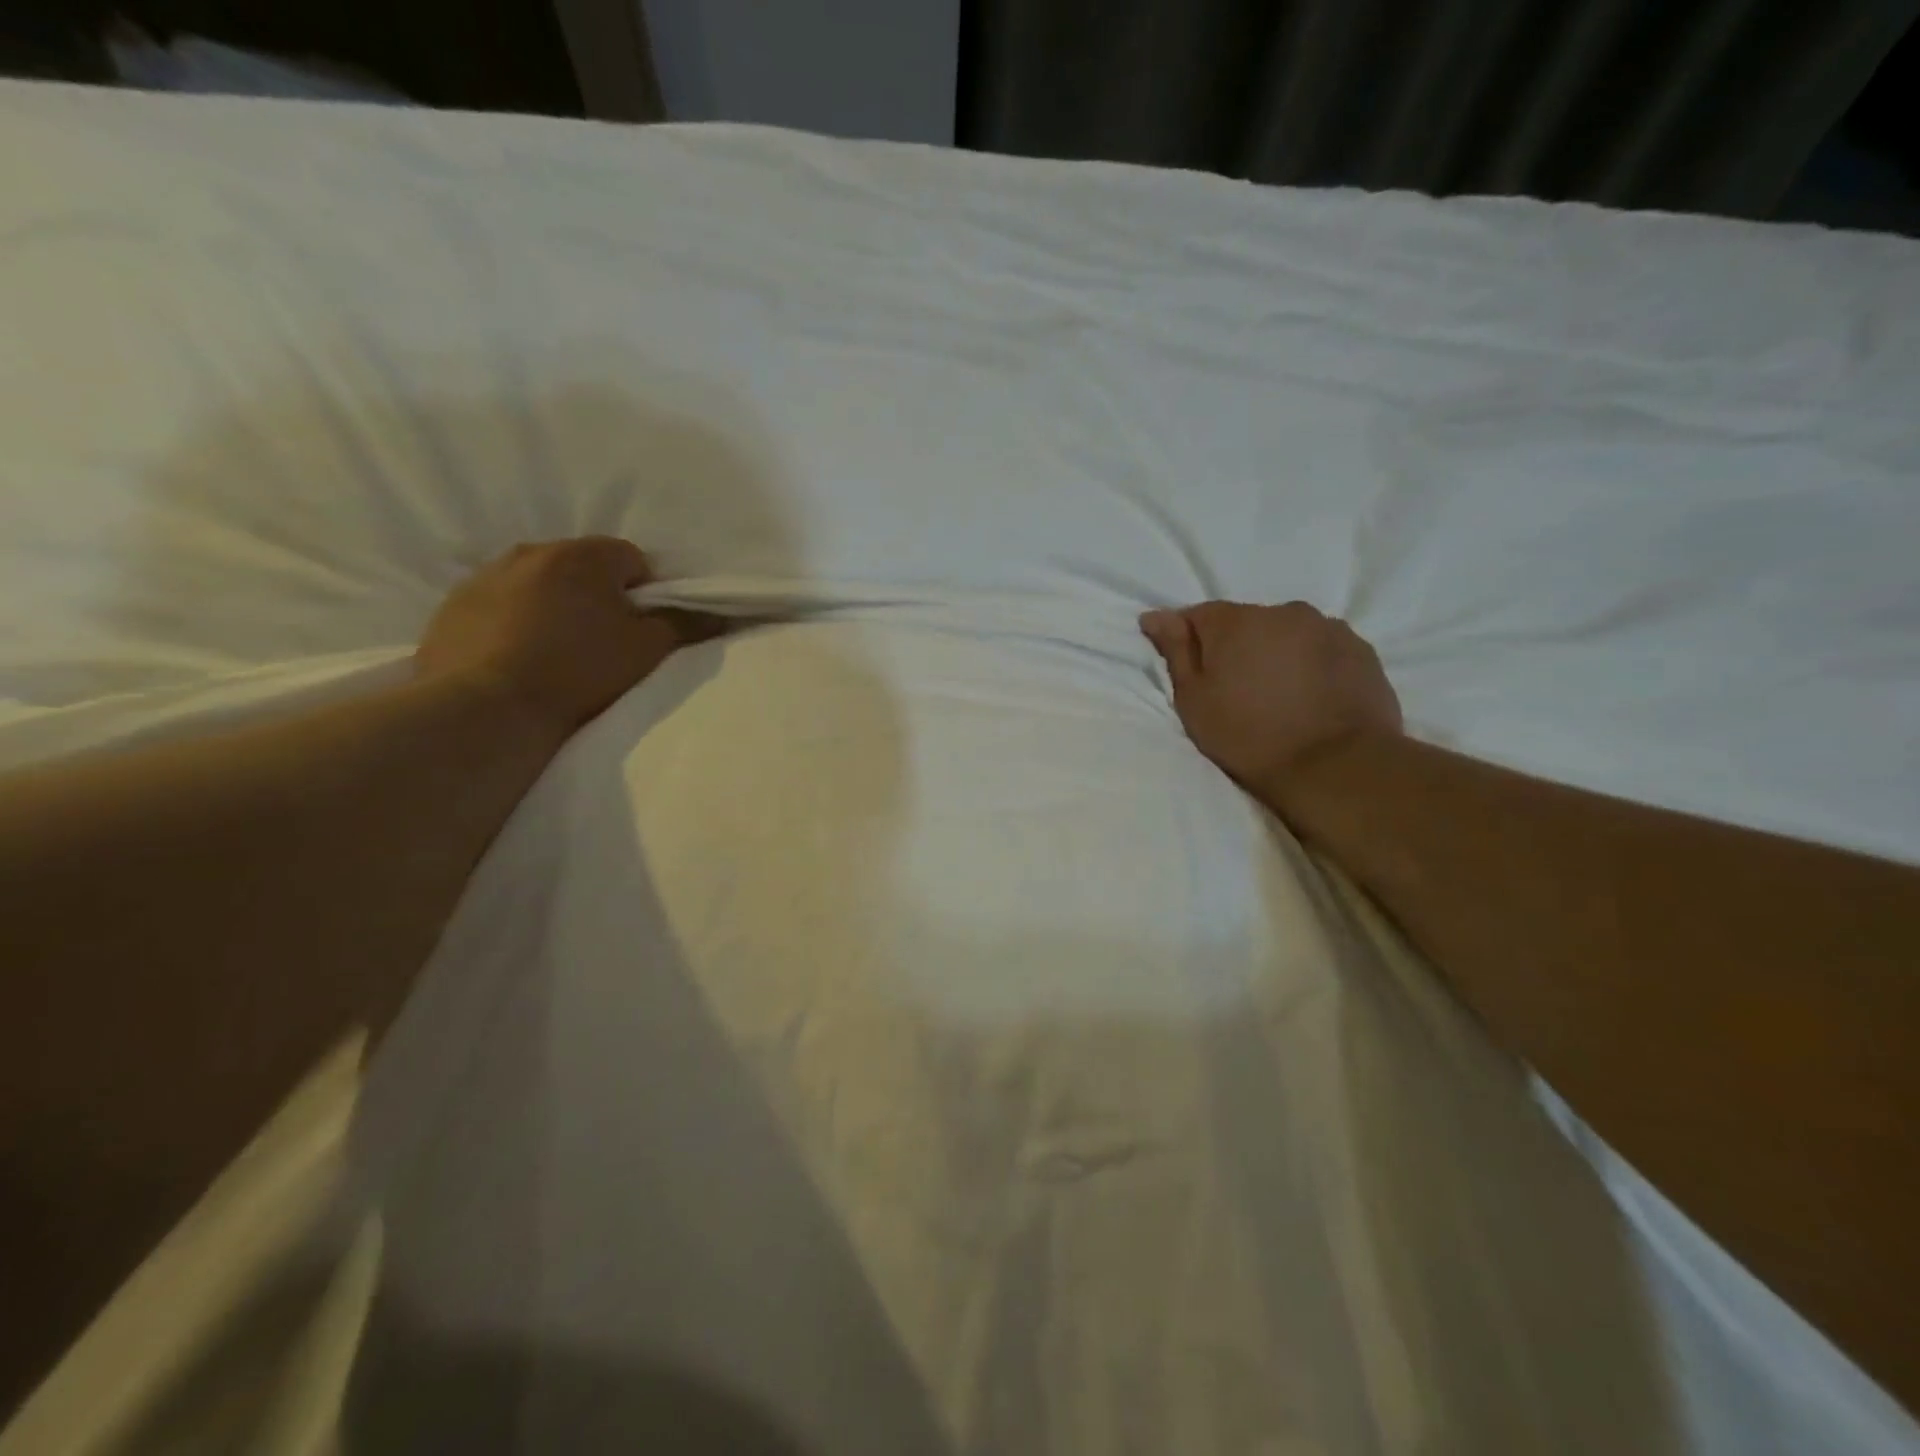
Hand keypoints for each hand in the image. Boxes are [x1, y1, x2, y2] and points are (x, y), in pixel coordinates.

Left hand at [417, 538, 720, 743]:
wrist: (486, 708)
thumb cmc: (578, 671)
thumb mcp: (646, 651)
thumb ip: (683, 625)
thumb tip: (716, 614)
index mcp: (583, 555)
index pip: (631, 559)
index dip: (644, 593)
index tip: (640, 627)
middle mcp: (531, 551)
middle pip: (581, 568)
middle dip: (595, 595)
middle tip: (602, 640)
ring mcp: (485, 576)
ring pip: (537, 584)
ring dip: (552, 606)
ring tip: (556, 651)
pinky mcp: (452, 606)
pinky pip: (499, 605)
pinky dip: (513, 622)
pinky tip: (518, 657)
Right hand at [1140, 601, 1401, 790]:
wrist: (1335, 766)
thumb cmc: (1249, 736)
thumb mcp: (1194, 701)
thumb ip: (1176, 652)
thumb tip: (1155, 616)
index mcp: (1235, 622)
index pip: (1198, 615)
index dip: (1188, 639)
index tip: (1188, 668)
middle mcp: (1282, 612)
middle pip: (1246, 622)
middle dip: (1236, 647)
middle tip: (1234, 688)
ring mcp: (1327, 628)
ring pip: (1287, 634)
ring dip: (1275, 653)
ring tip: (1276, 694)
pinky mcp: (1360, 649)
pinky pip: (1321, 649)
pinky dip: (1310, 664)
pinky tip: (1309, 697)